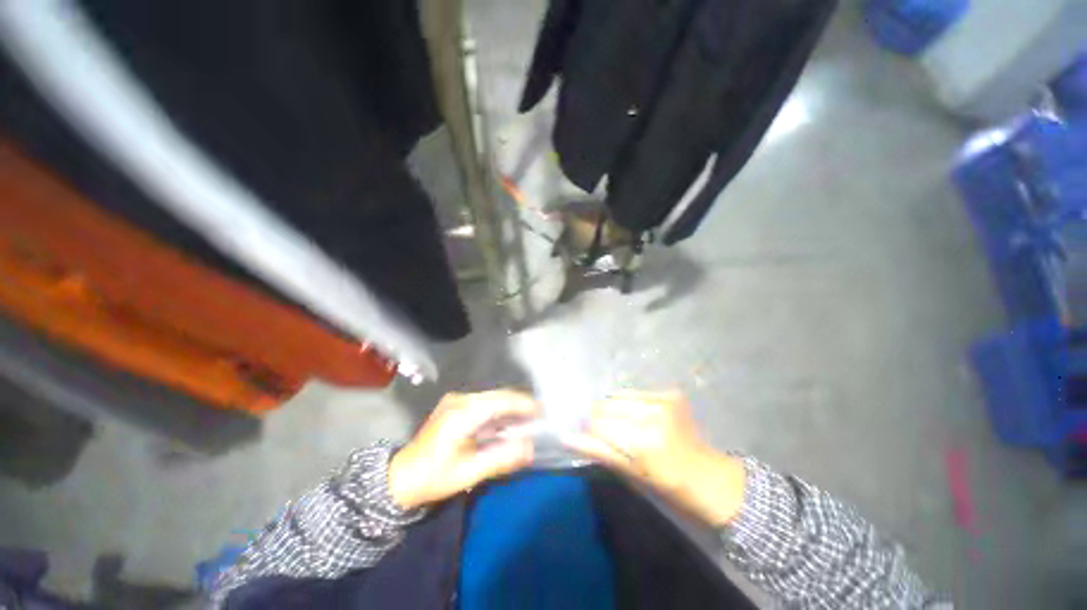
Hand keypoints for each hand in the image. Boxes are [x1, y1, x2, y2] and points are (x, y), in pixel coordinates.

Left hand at [388, 390, 536, 509]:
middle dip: (520, 406)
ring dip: (511, 408)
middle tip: (539, 420)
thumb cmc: (433, 478)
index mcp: (463, 413)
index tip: (543, 413)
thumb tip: (531, 448)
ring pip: (493, 398)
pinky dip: (500, 412)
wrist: (399, 478)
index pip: (501, 400)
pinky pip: (485, 403)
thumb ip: (501, 459)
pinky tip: (507, 424)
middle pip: (499, 396)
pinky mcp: (456, 405)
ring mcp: (457, 400)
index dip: (524, 404)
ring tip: (528, 423)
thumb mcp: (469, 473)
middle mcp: (461, 399)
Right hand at [563, 390, 745, 526]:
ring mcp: (663, 401)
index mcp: (642, 443)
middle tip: (605, 432)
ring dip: (613, 409)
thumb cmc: (668, 486)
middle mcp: (652, 415)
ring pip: (617, 397)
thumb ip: (597, 451)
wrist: (711, 478)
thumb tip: (566, 437)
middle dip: (599, 418)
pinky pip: (635, 393)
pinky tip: (639, 417)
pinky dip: (629, 403)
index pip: (597, 424)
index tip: (584, 434)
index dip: (588, 429)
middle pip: (605, 406)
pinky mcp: (670, 394)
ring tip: (624, 425)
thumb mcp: (630, 474)